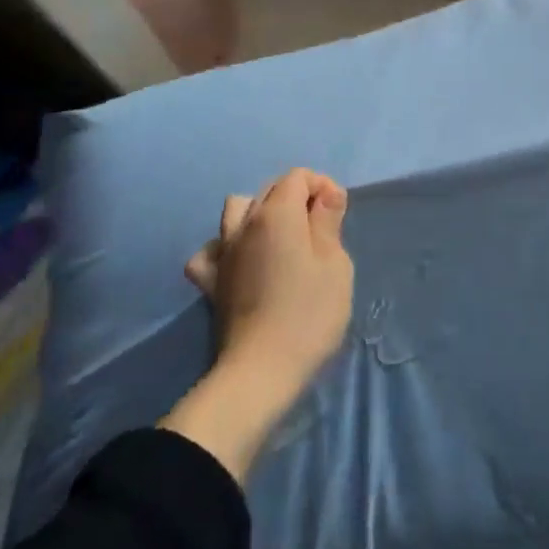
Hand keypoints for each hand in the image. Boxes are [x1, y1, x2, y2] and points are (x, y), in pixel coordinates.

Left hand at [186, 168, 354, 387]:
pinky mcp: (210, 283)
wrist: (260, 371)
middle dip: (297, 198)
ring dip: (260, 214)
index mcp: (276, 214)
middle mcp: (244, 224)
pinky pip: (211, 250)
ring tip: (281, 240)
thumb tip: (325, 195)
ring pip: (236, 210)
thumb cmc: (309, 313)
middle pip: (269, 189)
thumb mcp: (335, 264)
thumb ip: (328, 222)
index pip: (298, 176)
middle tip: (320, 231)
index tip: (338, 215)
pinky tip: (242, 262)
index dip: (322, 187)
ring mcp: (223, 253)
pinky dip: (226, 248)